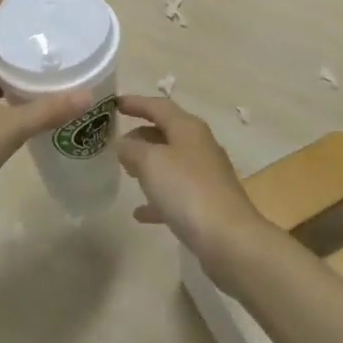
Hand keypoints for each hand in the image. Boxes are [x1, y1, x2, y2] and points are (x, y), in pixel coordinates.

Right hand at [115, 96, 266, 273]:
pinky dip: (157, 197)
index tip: (113, 104)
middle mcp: (199, 146)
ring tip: (125, 170)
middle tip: (116, 142)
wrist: (229, 239)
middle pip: (166, 132)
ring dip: (148, 164)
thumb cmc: (187, 190)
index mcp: (188, 128)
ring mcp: (206, 176)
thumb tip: (123, 143)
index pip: (158, 106)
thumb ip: (132, 148)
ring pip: (171, 162)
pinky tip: (139, 212)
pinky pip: (176, 194)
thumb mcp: (151, 162)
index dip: (135, 103)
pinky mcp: (207, 204)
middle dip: (140, 134)